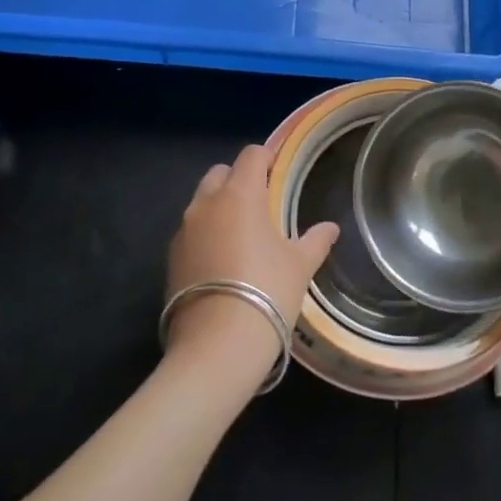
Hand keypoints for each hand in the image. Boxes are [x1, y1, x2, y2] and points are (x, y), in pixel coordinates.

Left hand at [164, 144, 338, 383]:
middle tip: (260, 203)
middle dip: (238, 179)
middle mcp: (206, 203)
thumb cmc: (267, 292)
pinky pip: (190, 232)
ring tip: (240, 234)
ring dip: (219, 207)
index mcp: (240, 194)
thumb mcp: (299, 266)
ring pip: (201, 202)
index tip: (279, 170)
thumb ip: (315, 240)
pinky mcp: (170, 258)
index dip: (267, 157)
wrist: (217, 345)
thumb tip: (330, 228)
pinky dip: (205, 235)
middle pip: (220, 173)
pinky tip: (221, 261)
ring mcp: (183, 230)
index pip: (251, 155)